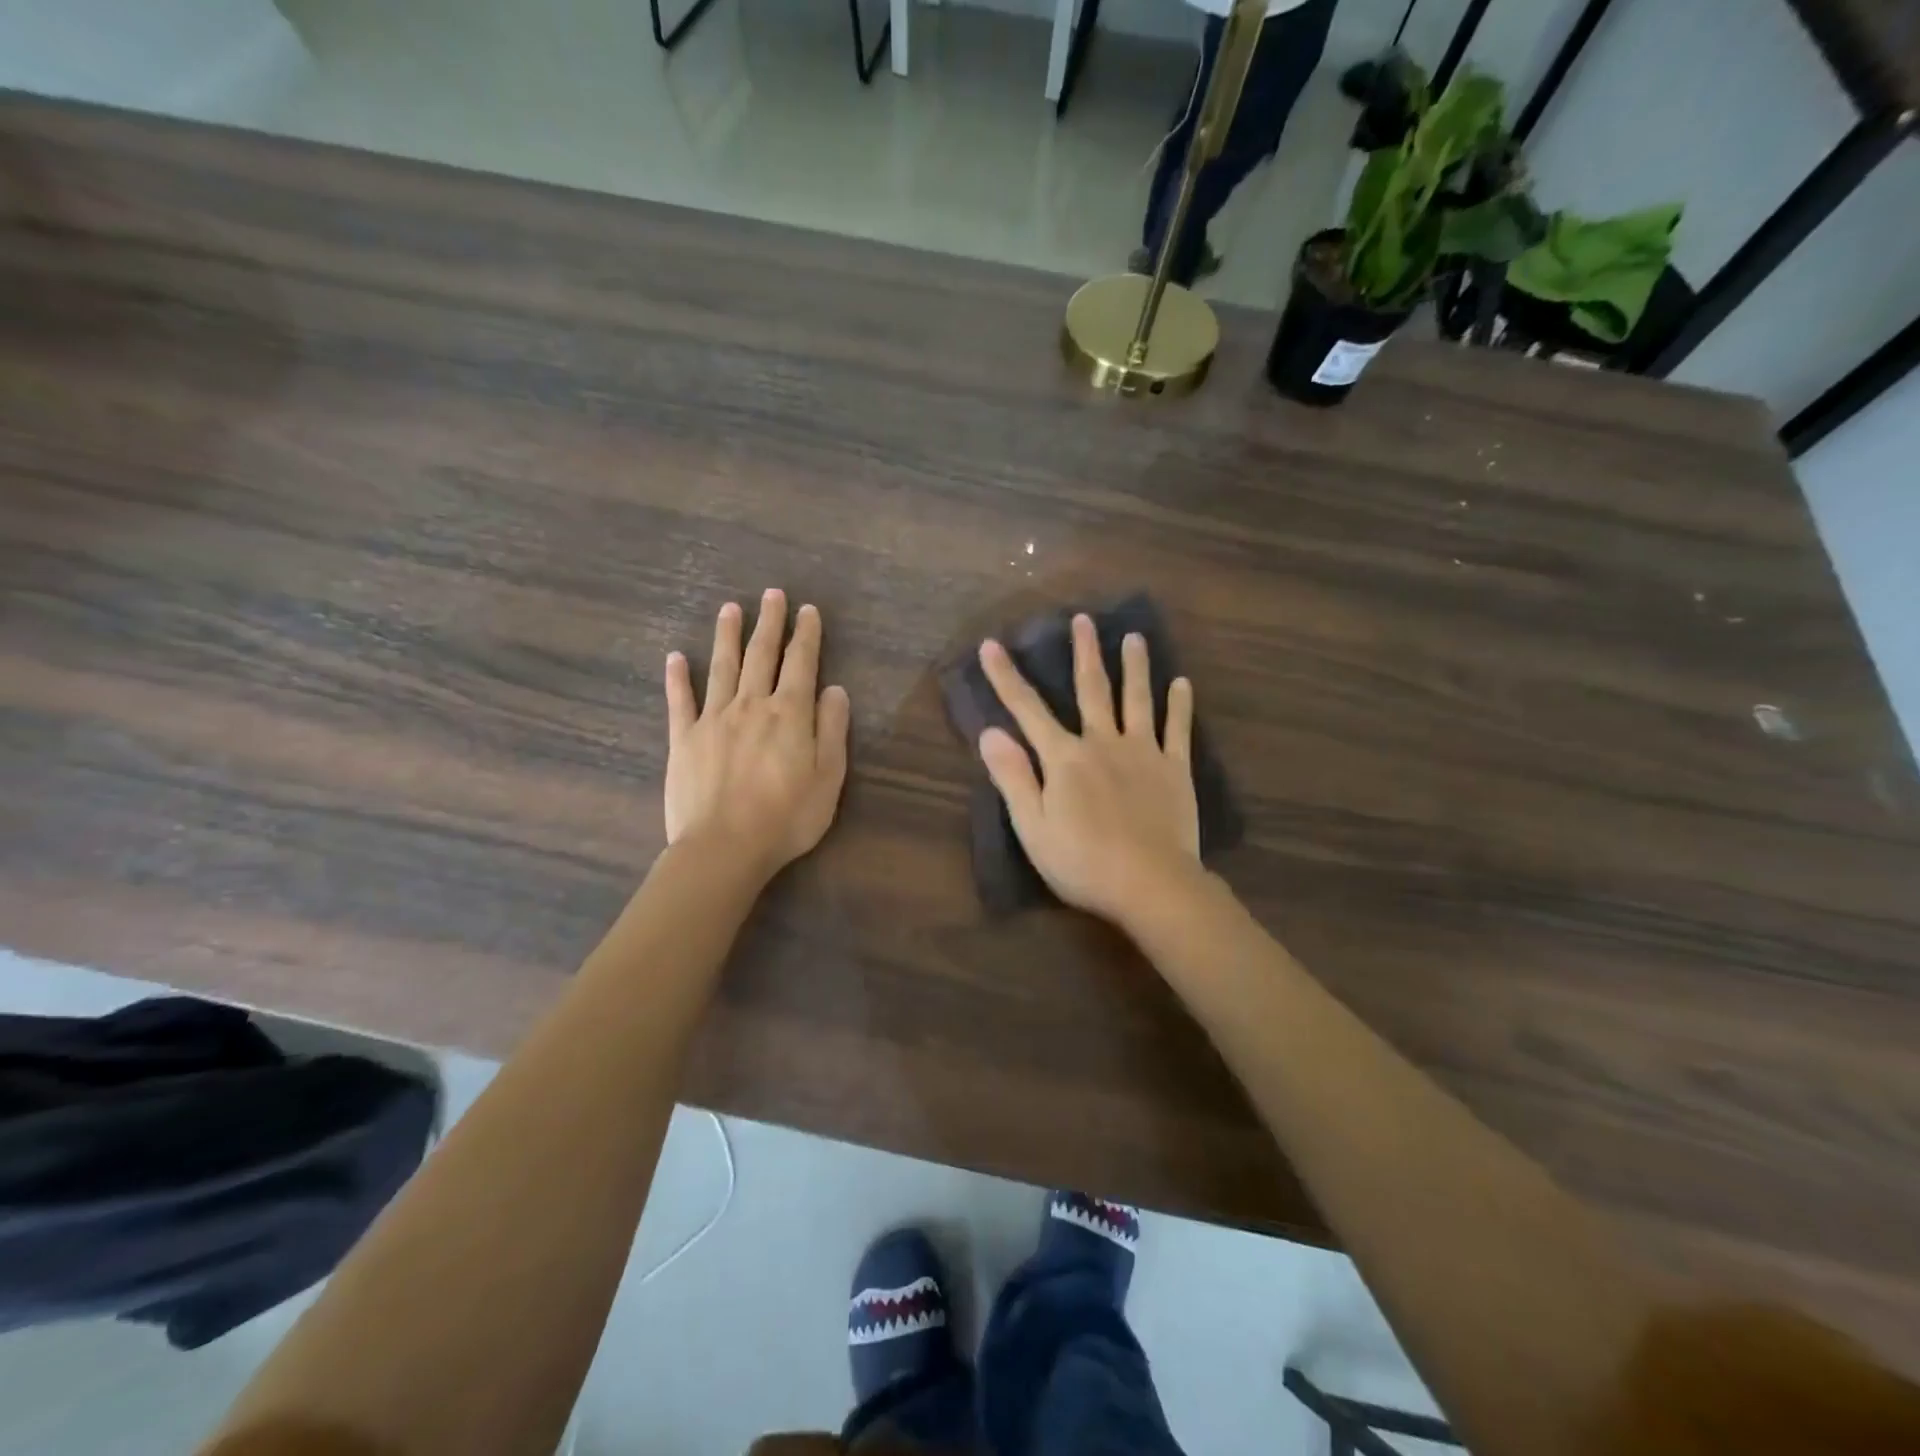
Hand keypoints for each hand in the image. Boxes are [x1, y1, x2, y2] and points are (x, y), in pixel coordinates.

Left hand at [664, 589, 850, 882]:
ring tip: (731, 608)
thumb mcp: (828, 777)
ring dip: (727, 635)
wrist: (724, 847)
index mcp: (789, 714)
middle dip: (769, 622)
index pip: (801, 663)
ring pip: (722, 667)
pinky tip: (675, 657)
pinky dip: (677, 677)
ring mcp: (713, 719)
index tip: (808, 610)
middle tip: (772, 594)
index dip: (806, 634)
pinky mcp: (684, 739)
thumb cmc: (786, 817)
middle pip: (761, 655)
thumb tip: (835, 690)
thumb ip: (832, 729)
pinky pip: (680, 701)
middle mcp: (751, 705)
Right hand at [977, 614, 1201, 926]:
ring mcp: (1143, 753)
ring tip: (1135, 637)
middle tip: (1084, 619)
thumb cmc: (1082, 861)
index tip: (992, 645)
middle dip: (1084, 653)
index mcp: (1064, 758)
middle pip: (1091, 689)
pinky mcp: (1175, 770)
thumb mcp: (1032, 826)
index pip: (1027, 710)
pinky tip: (1181, 683)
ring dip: (1135, 666)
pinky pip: (1178, 729)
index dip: (1006, 677)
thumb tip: (989, 732)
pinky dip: (1179, 705)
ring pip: (1138, 699)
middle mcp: (1103, 743)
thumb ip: (1013, 777)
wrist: (1150, 884)